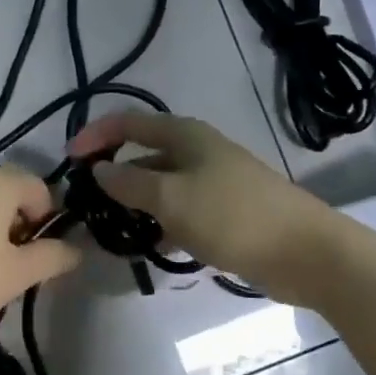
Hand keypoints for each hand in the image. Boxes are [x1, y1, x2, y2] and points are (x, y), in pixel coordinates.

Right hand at [69, 111, 332, 300]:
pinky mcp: (225, 212)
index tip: (69, 160)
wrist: (306, 252)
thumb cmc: (233, 215)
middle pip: (144, 153)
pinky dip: (162, 223)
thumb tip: (100, 170)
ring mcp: (213, 182)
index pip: (129, 122)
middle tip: (88, 202)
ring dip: (137, 203)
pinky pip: (181, 210)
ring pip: (162, 186)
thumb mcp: (171, 198)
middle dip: (114, 173)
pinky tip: (150, 246)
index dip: (96, 135)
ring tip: (112, 229)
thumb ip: (130, 183)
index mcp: (185, 135)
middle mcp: (198, 151)